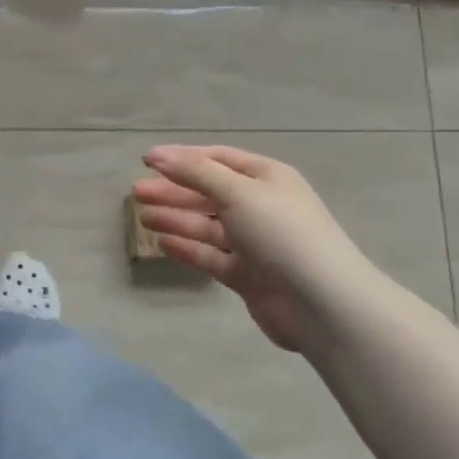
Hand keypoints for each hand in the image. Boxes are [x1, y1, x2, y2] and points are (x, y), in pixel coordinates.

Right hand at [131, 145, 376, 351]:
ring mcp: (254, 243)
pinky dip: (187, 248)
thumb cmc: (281, 233)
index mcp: (266, 178)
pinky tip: (162, 242)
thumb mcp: (237, 191)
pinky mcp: (247, 275)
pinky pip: (211, 256)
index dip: (182, 158)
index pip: (217, 159)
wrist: (322, 303)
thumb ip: (195, 172)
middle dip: (173, 191)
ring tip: (142, 217)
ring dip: (175, 218)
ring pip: (207, 225)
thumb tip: (157, 155)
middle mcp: (260, 206)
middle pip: (208, 193)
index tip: (146, 161)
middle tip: (136, 192)